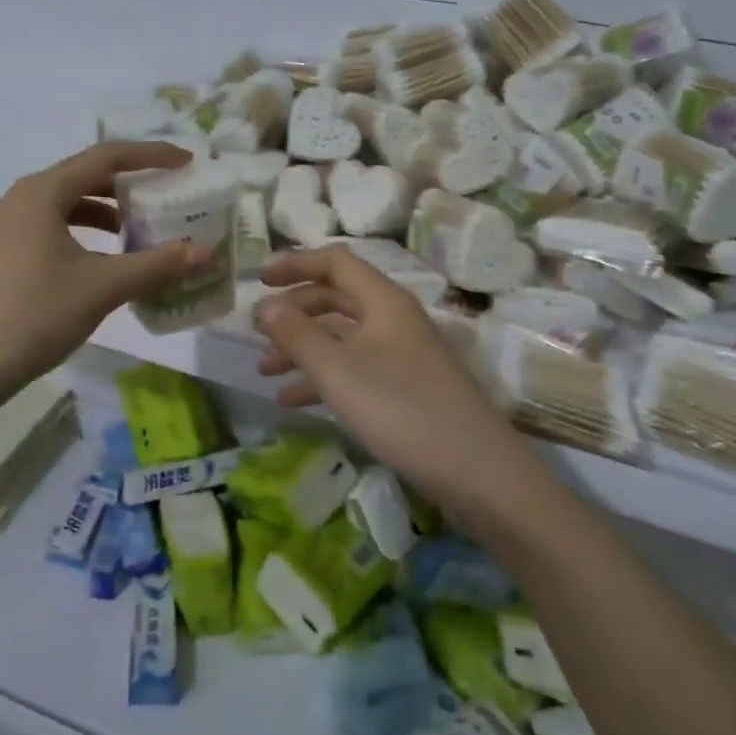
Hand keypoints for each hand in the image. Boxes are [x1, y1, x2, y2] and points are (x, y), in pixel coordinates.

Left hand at [0, 141, 209, 398]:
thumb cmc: (34, 315)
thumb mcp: (102, 288)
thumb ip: (156, 265)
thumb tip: (205, 252)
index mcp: (42, 192)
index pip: (106, 157)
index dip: (150, 156)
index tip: (186, 162)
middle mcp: (20, 198)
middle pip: (84, 176)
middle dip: (128, 185)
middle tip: (166, 196)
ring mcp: (4, 225)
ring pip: (65, 204)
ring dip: (105, 212)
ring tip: (138, 233)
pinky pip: (49, 226)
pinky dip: (82, 233)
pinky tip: (100, 262)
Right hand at [253, 246, 518, 498]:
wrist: (479, 472)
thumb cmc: (402, 409)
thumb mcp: (338, 371)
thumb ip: (296, 335)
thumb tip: (263, 307)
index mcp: (383, 301)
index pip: (334, 261)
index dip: (294, 263)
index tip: (258, 280)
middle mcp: (392, 319)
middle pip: (335, 297)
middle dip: (294, 310)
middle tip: (257, 330)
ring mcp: (400, 354)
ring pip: (341, 336)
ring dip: (302, 347)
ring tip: (265, 369)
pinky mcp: (403, 388)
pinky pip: (353, 369)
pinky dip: (321, 378)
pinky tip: (292, 401)